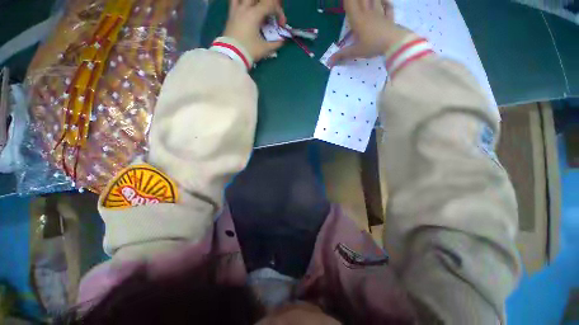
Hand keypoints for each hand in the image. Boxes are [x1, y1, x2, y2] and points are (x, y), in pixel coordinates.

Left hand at [224, 0, 286, 61]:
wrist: (230, 55)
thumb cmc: (248, 51)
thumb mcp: (264, 49)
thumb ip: (276, 43)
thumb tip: (283, 41)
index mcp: (254, 14)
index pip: (271, 4)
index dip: (279, 12)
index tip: (281, 25)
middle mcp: (245, 8)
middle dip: (269, 4)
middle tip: (271, 14)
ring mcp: (236, 10)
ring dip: (254, 3)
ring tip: (259, 10)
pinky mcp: (230, 15)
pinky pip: (234, 1)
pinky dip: (241, 3)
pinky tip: (246, 8)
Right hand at [331, 0, 411, 63]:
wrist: (394, 43)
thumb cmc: (373, 46)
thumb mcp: (356, 52)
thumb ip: (342, 55)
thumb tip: (329, 62)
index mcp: (358, 19)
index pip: (350, 3)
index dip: (346, 0)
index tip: (344, 1)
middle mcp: (368, 12)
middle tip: (352, 1)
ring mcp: (380, 13)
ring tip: (366, 1)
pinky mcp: (389, 17)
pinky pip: (388, 6)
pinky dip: (386, 2)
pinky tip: (384, 1)